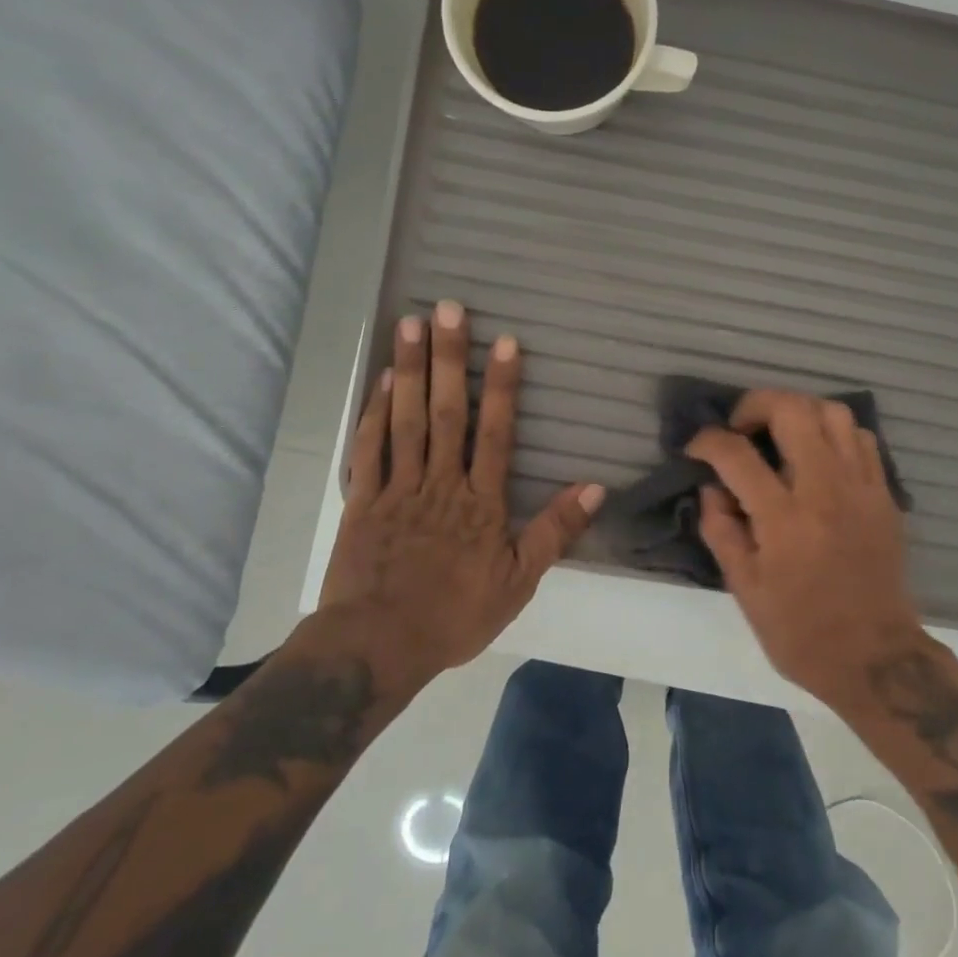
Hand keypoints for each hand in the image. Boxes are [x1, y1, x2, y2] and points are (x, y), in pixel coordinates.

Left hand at [318, 300, 602, 681]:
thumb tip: (595, 487)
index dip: (501, 385)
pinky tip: (382, 382)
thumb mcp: (519, 582)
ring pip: (406, 421)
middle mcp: (440, 483)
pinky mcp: (362, 501)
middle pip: (447, 413)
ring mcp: (397, 488)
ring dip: (409, 371)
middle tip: (447, 309)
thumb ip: (555, 531)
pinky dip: (375, 414)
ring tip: (409, 325)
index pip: (495, 433)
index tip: (503, 341)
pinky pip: (368, 450)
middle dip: (449, 359)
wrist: (378, 646)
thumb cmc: (455, 614)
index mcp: (480, 501)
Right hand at [686, 390, 923, 706]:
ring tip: (780, 435)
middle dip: (755, 405)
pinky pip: (861, 438)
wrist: (876, 658)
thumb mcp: (745, 589)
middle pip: (792, 410)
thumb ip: (721, 530)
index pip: (736, 454)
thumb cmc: (801, 631)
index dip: (707, 441)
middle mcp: (825, 489)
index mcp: (784, 518)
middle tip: (740, 429)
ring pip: (833, 412)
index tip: (696, 449)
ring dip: (798, 412)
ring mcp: (861, 486)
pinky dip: (834, 433)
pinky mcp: (883, 494)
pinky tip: (818, 456)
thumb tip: (711, 489)